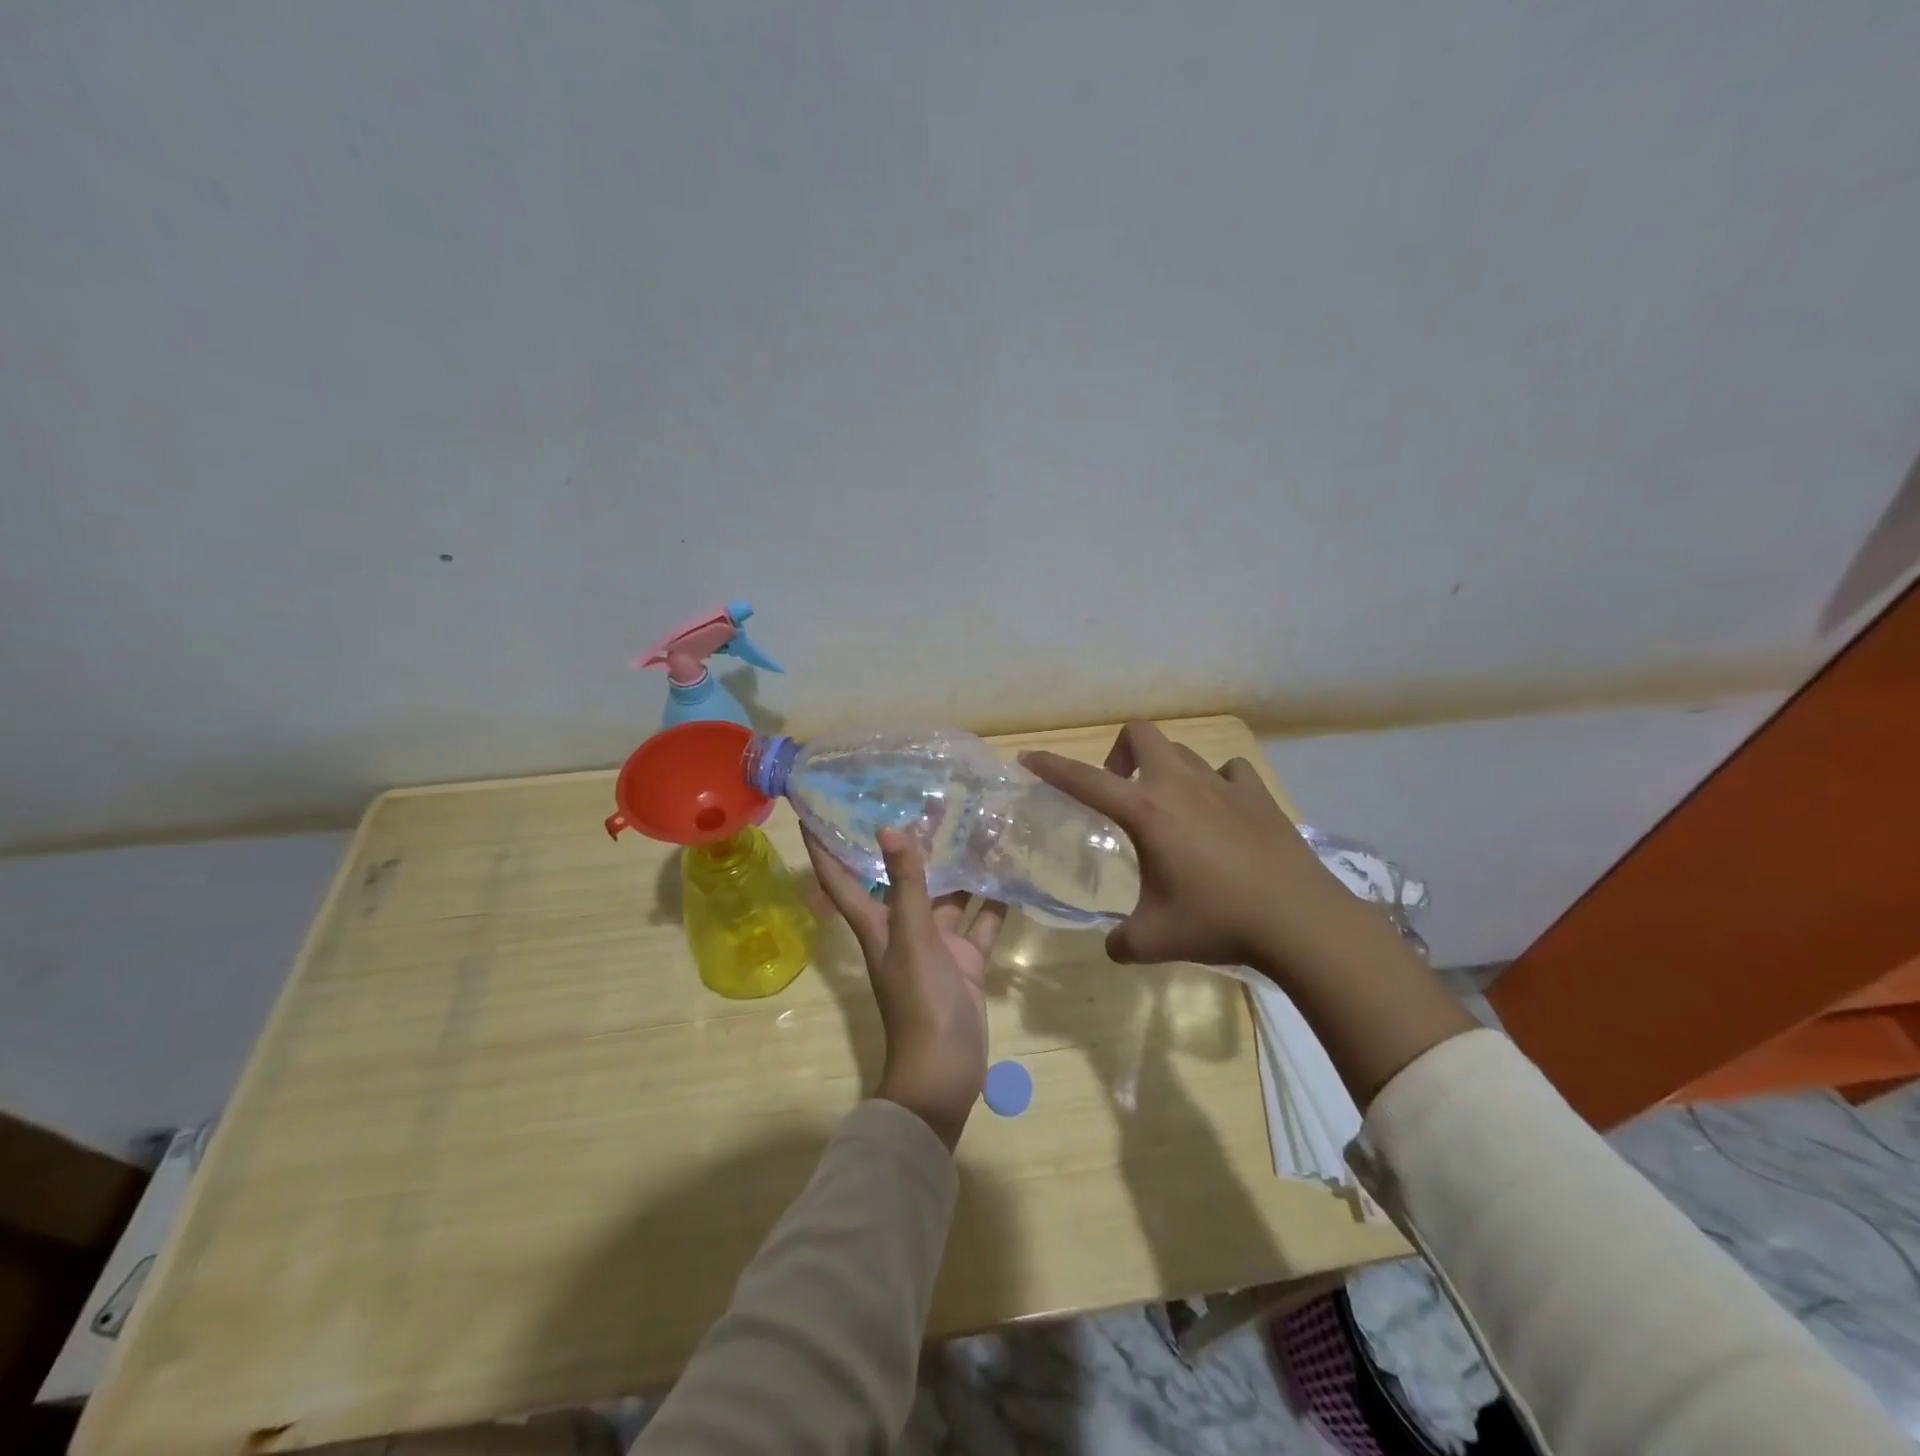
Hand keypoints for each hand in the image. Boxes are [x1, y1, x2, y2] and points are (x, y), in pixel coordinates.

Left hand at [804, 826, 1005, 1150]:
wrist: (945, 1073)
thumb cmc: (919, 1004)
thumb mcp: (912, 939)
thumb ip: (907, 886)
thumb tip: (889, 829)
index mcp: (876, 924)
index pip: (839, 877)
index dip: (823, 845)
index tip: (812, 807)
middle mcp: (903, 928)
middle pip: (902, 877)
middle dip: (912, 840)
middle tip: (929, 795)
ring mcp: (936, 945)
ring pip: (947, 895)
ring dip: (960, 865)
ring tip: (980, 820)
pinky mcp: (966, 960)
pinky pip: (980, 922)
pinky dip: (992, 899)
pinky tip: (1010, 869)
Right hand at [1027, 723, 1476, 1108]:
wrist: (1299, 920)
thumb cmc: (1217, 921)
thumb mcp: (1153, 939)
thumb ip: (1120, 941)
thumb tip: (1113, 946)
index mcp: (1146, 811)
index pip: (1084, 780)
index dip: (1052, 767)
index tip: (1028, 758)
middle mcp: (1179, 785)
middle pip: (1140, 734)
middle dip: (1119, 753)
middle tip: (1120, 792)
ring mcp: (1223, 785)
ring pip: (1182, 751)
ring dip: (1164, 769)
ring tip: (1168, 808)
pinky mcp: (1258, 796)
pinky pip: (1228, 772)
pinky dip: (1216, 784)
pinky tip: (1220, 812)